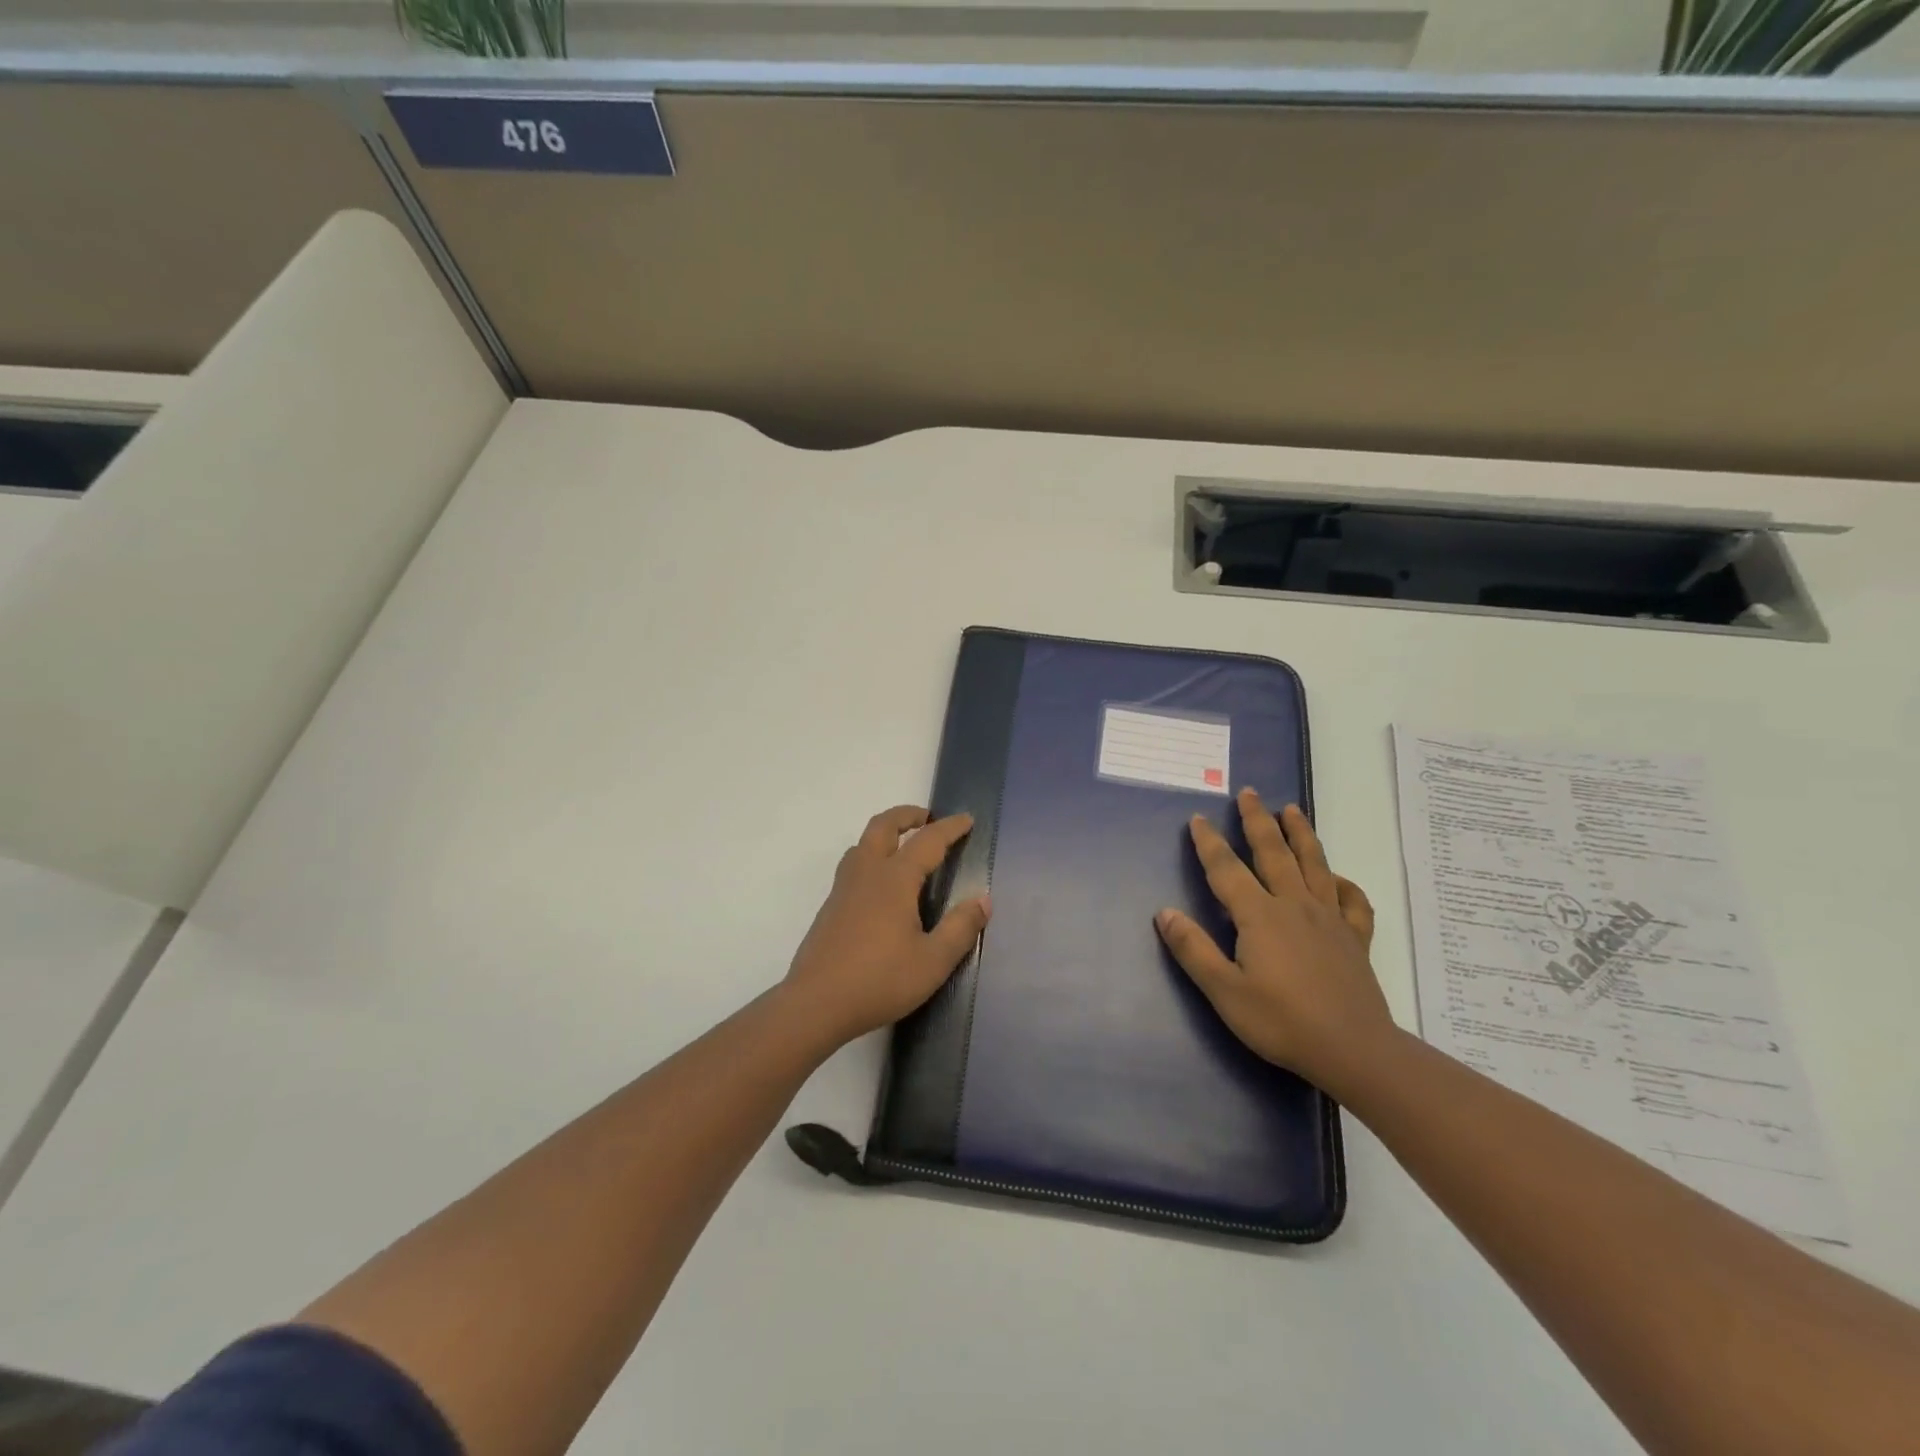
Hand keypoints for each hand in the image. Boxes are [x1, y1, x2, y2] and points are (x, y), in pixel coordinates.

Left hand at [783, 804, 990, 1045]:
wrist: (816, 1004)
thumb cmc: (880, 980)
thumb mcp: (933, 961)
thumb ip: (960, 928)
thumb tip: (983, 900)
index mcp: (894, 879)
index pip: (927, 841)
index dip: (950, 828)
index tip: (967, 820)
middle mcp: (867, 874)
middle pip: (882, 827)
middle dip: (906, 815)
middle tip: (927, 818)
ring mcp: (843, 890)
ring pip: (862, 844)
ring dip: (885, 834)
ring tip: (903, 846)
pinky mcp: (830, 908)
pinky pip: (853, 866)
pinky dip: (871, 857)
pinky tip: (881, 887)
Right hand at [1155, 788, 1390, 1091]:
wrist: (1354, 1051)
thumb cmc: (1282, 1022)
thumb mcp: (1224, 991)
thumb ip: (1193, 949)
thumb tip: (1165, 912)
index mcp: (1259, 915)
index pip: (1227, 869)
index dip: (1209, 842)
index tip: (1198, 818)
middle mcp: (1294, 905)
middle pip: (1273, 853)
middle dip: (1257, 821)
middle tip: (1249, 793)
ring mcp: (1330, 919)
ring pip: (1314, 865)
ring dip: (1301, 834)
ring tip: (1292, 810)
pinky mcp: (1355, 938)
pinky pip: (1353, 902)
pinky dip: (1345, 884)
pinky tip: (1338, 878)